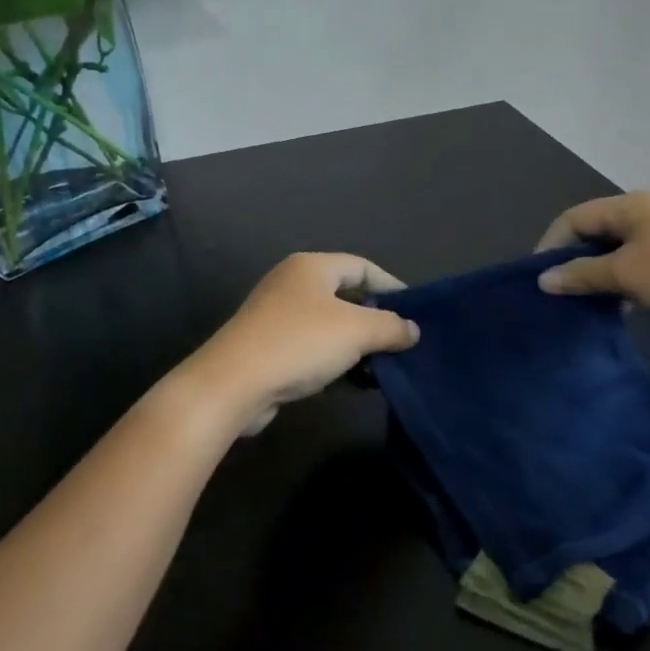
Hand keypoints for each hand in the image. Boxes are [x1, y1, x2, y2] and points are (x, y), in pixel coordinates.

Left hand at [179, 253, 419, 434]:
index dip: (391, 286)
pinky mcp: (268, 346)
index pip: (362, 267)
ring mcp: (276, 315)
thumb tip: (412, 330)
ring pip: (329, 324)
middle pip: (345, 295)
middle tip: (401, 341)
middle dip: (375, 318)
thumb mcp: (357, 331)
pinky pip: (312, 346)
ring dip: (356, 343)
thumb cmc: (300, 343)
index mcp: (311, 267)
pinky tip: (352, 380)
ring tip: (382, 365)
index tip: (415, 312)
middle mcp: (292, 283)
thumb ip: (391, 327)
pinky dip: (334, 359)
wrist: (233, 383)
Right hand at [534, 192, 649, 327]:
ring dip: (599, 273)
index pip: (574, 218)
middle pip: (596, 231)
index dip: (551, 245)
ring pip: (618, 249)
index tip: (539, 278)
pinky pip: (640, 261)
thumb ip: (582, 274)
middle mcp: (647, 211)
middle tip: (560, 292)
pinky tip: (621, 303)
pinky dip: (624, 279)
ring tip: (586, 301)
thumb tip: (543, 279)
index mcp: (631, 206)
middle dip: (574, 260)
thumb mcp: (628, 276)